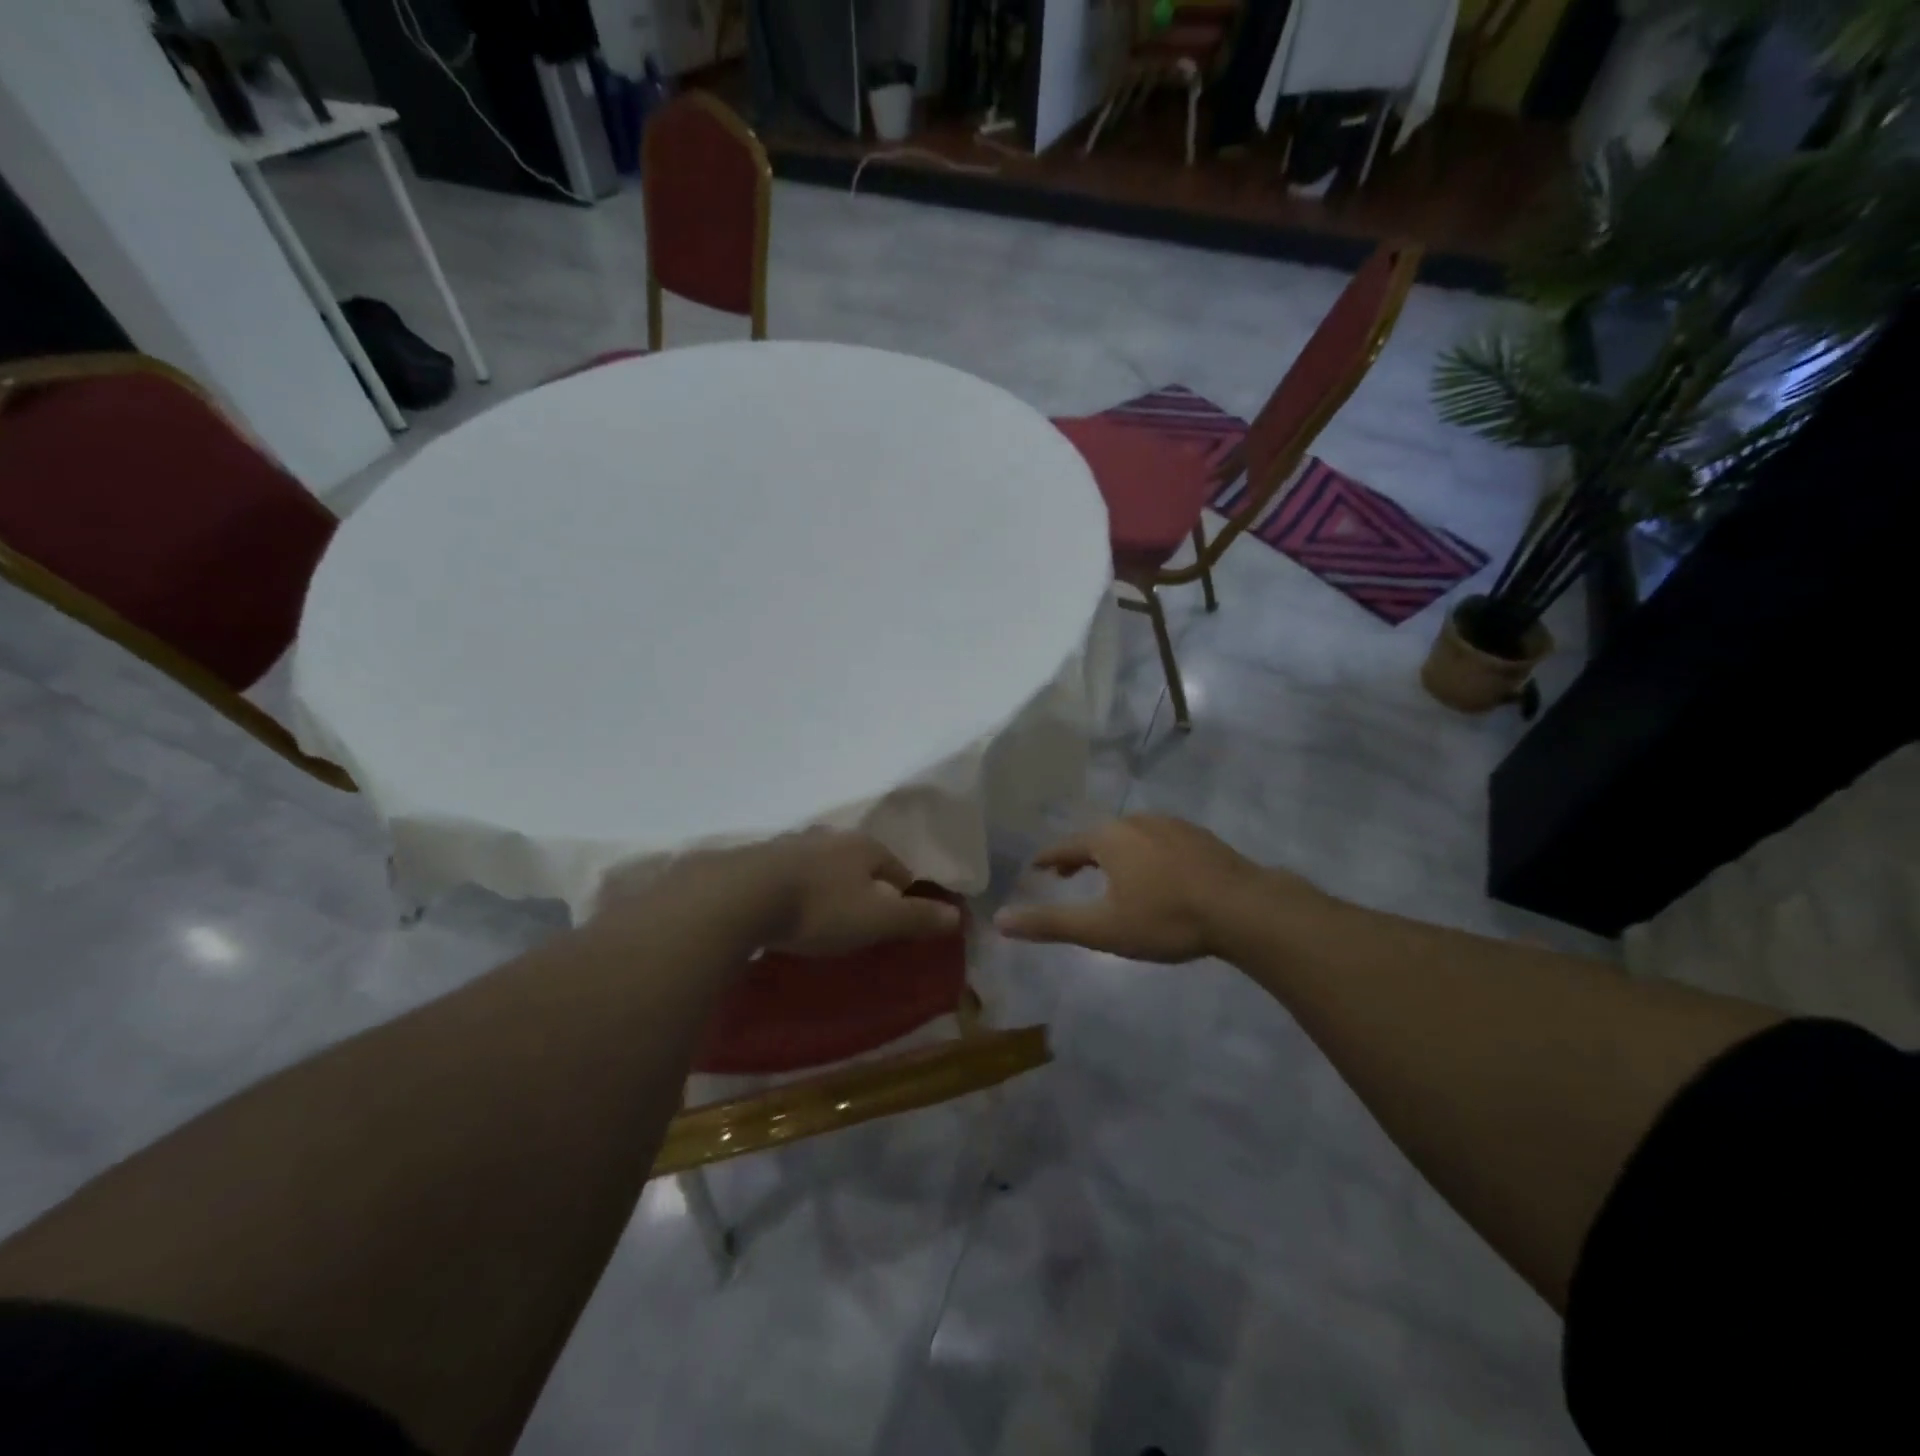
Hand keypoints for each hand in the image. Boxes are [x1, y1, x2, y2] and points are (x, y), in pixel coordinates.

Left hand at [601, 832, 961, 956]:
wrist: (741, 896)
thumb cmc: (820, 908)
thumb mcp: (876, 919)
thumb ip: (916, 918)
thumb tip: (957, 916)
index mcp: (864, 847)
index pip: (896, 867)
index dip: (904, 890)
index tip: (902, 913)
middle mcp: (829, 839)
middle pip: (858, 860)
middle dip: (864, 883)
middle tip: (864, 913)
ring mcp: (791, 845)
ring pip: (822, 864)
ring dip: (828, 883)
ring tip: (827, 911)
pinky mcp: (757, 860)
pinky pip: (788, 874)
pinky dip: (795, 889)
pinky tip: (787, 907)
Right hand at [994, 815, 1309, 962]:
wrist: (1243, 908)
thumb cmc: (1166, 917)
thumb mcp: (1103, 928)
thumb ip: (1051, 923)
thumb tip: (999, 920)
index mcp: (1108, 838)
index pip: (1066, 846)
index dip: (1048, 858)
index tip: (1036, 866)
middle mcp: (1135, 822)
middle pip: (1097, 837)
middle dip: (1080, 856)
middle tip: (1068, 874)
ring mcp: (1171, 825)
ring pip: (1130, 837)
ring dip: (1113, 854)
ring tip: (1111, 875)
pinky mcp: (1199, 836)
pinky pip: (1158, 841)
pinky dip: (1144, 854)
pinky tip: (1157, 874)